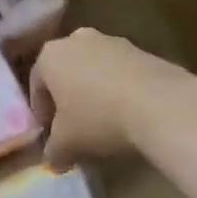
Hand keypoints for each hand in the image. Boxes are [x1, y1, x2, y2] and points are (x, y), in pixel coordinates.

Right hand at [30, 28, 196, 164]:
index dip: (42, 112)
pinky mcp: (140, 49)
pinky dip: (119, 87)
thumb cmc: (99, 119)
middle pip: (65, 71)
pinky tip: (128, 112)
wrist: (160, 104)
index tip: (51, 134)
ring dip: (94, 90)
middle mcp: (76, 39)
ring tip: (105, 120)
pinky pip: (120, 70)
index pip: (36, 85)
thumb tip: (53, 158)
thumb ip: (53, 150)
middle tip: (75, 125)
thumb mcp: (67, 144)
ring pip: (93, 68)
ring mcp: (110, 40)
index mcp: (49, 56)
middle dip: (68, 97)